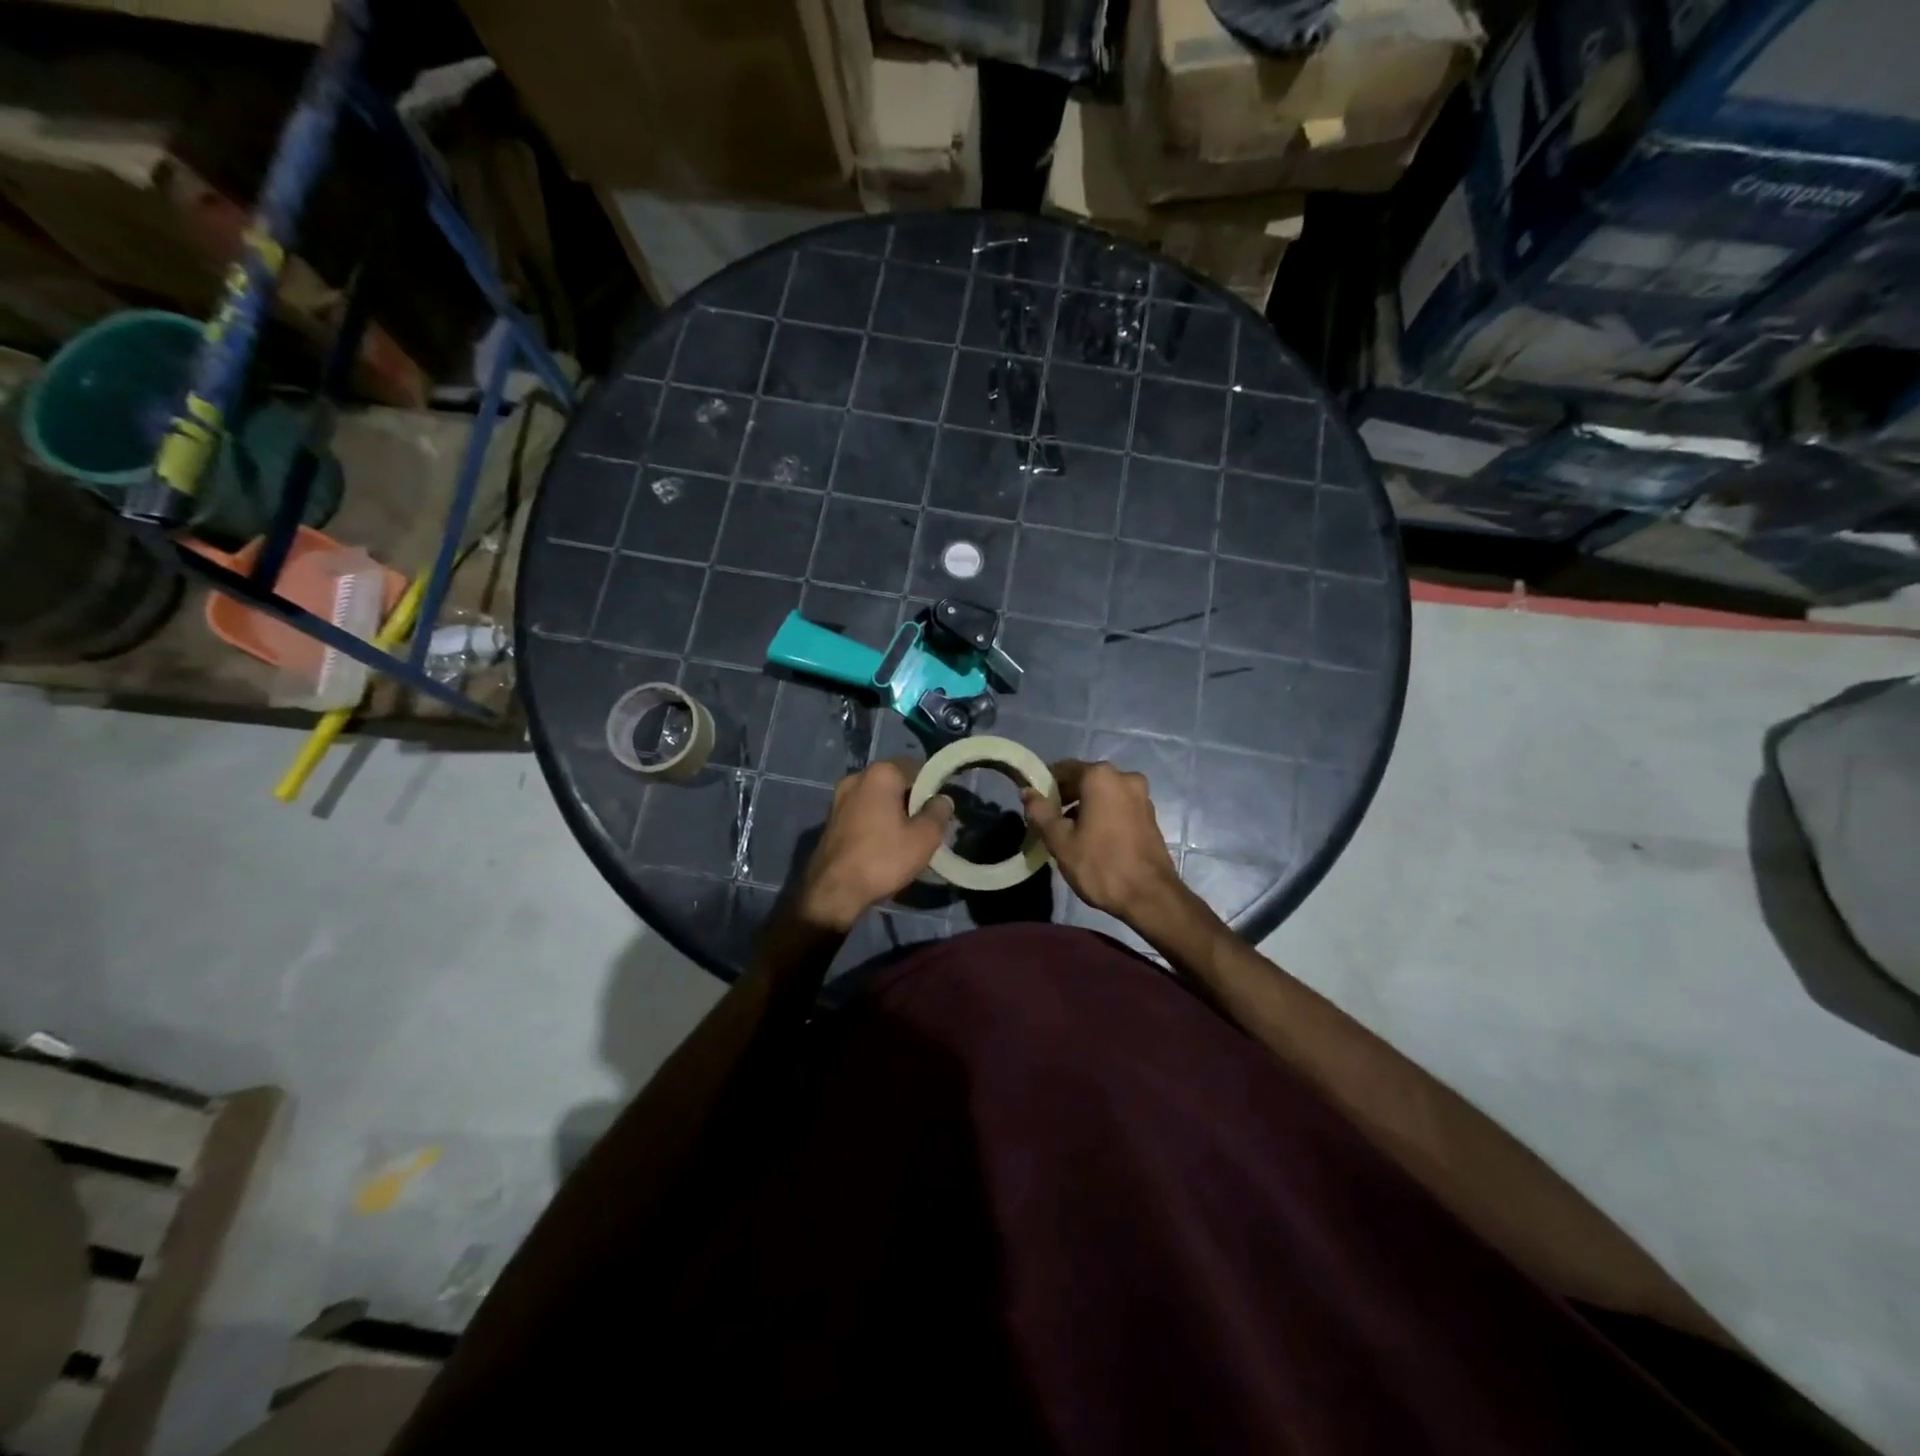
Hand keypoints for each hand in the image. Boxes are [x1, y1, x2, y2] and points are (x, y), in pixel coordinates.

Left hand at [794, 757, 953, 932]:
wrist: (833, 891)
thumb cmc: (883, 858)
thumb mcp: (924, 837)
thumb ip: (938, 812)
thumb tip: (942, 799)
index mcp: (881, 773)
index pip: (917, 767)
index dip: (933, 786)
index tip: (940, 809)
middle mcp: (856, 777)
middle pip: (895, 782)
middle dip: (912, 800)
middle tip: (926, 826)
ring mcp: (839, 798)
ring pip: (877, 798)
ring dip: (893, 812)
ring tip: (906, 838)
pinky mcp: (830, 818)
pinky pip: (862, 812)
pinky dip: (875, 822)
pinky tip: (883, 845)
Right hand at [1023, 760, 1183, 925]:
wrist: (1149, 896)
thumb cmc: (1100, 864)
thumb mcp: (1060, 840)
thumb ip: (1040, 812)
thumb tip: (1028, 792)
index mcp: (1100, 776)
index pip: (1063, 769)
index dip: (1044, 784)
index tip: (1034, 804)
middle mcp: (1124, 776)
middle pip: (1084, 779)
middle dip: (1064, 796)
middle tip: (1048, 821)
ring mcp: (1141, 795)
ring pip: (1102, 793)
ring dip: (1083, 806)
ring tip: (1068, 833)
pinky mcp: (1150, 814)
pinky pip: (1117, 805)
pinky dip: (1102, 813)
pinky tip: (1092, 838)